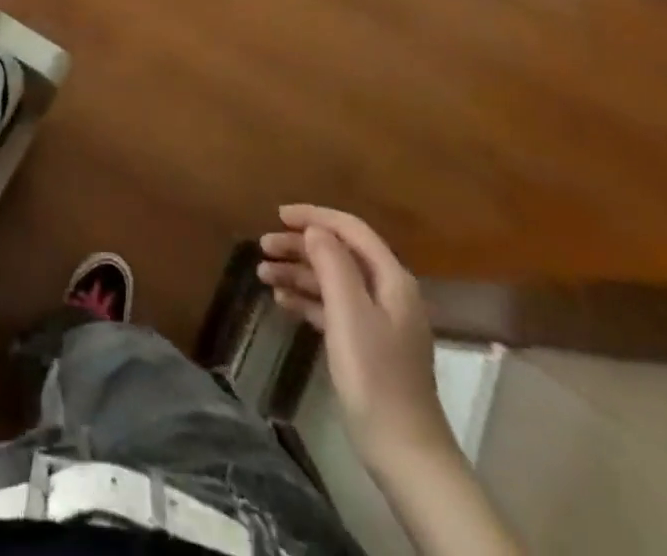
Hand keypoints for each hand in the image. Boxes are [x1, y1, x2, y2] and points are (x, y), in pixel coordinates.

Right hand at [257, 206, 453, 474]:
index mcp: (391, 279)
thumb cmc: (375, 375)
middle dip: (299, 246)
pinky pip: (332, 306)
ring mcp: (377, 320)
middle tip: (262, 247)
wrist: (403, 451)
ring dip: (298, 272)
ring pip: (332, 280)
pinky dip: (306, 299)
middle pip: (339, 253)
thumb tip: (314, 229)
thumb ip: (332, 264)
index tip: (278, 215)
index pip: (351, 230)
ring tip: (263, 275)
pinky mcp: (366, 343)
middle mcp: (387, 292)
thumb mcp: (349, 313)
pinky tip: (281, 302)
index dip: (315, 216)